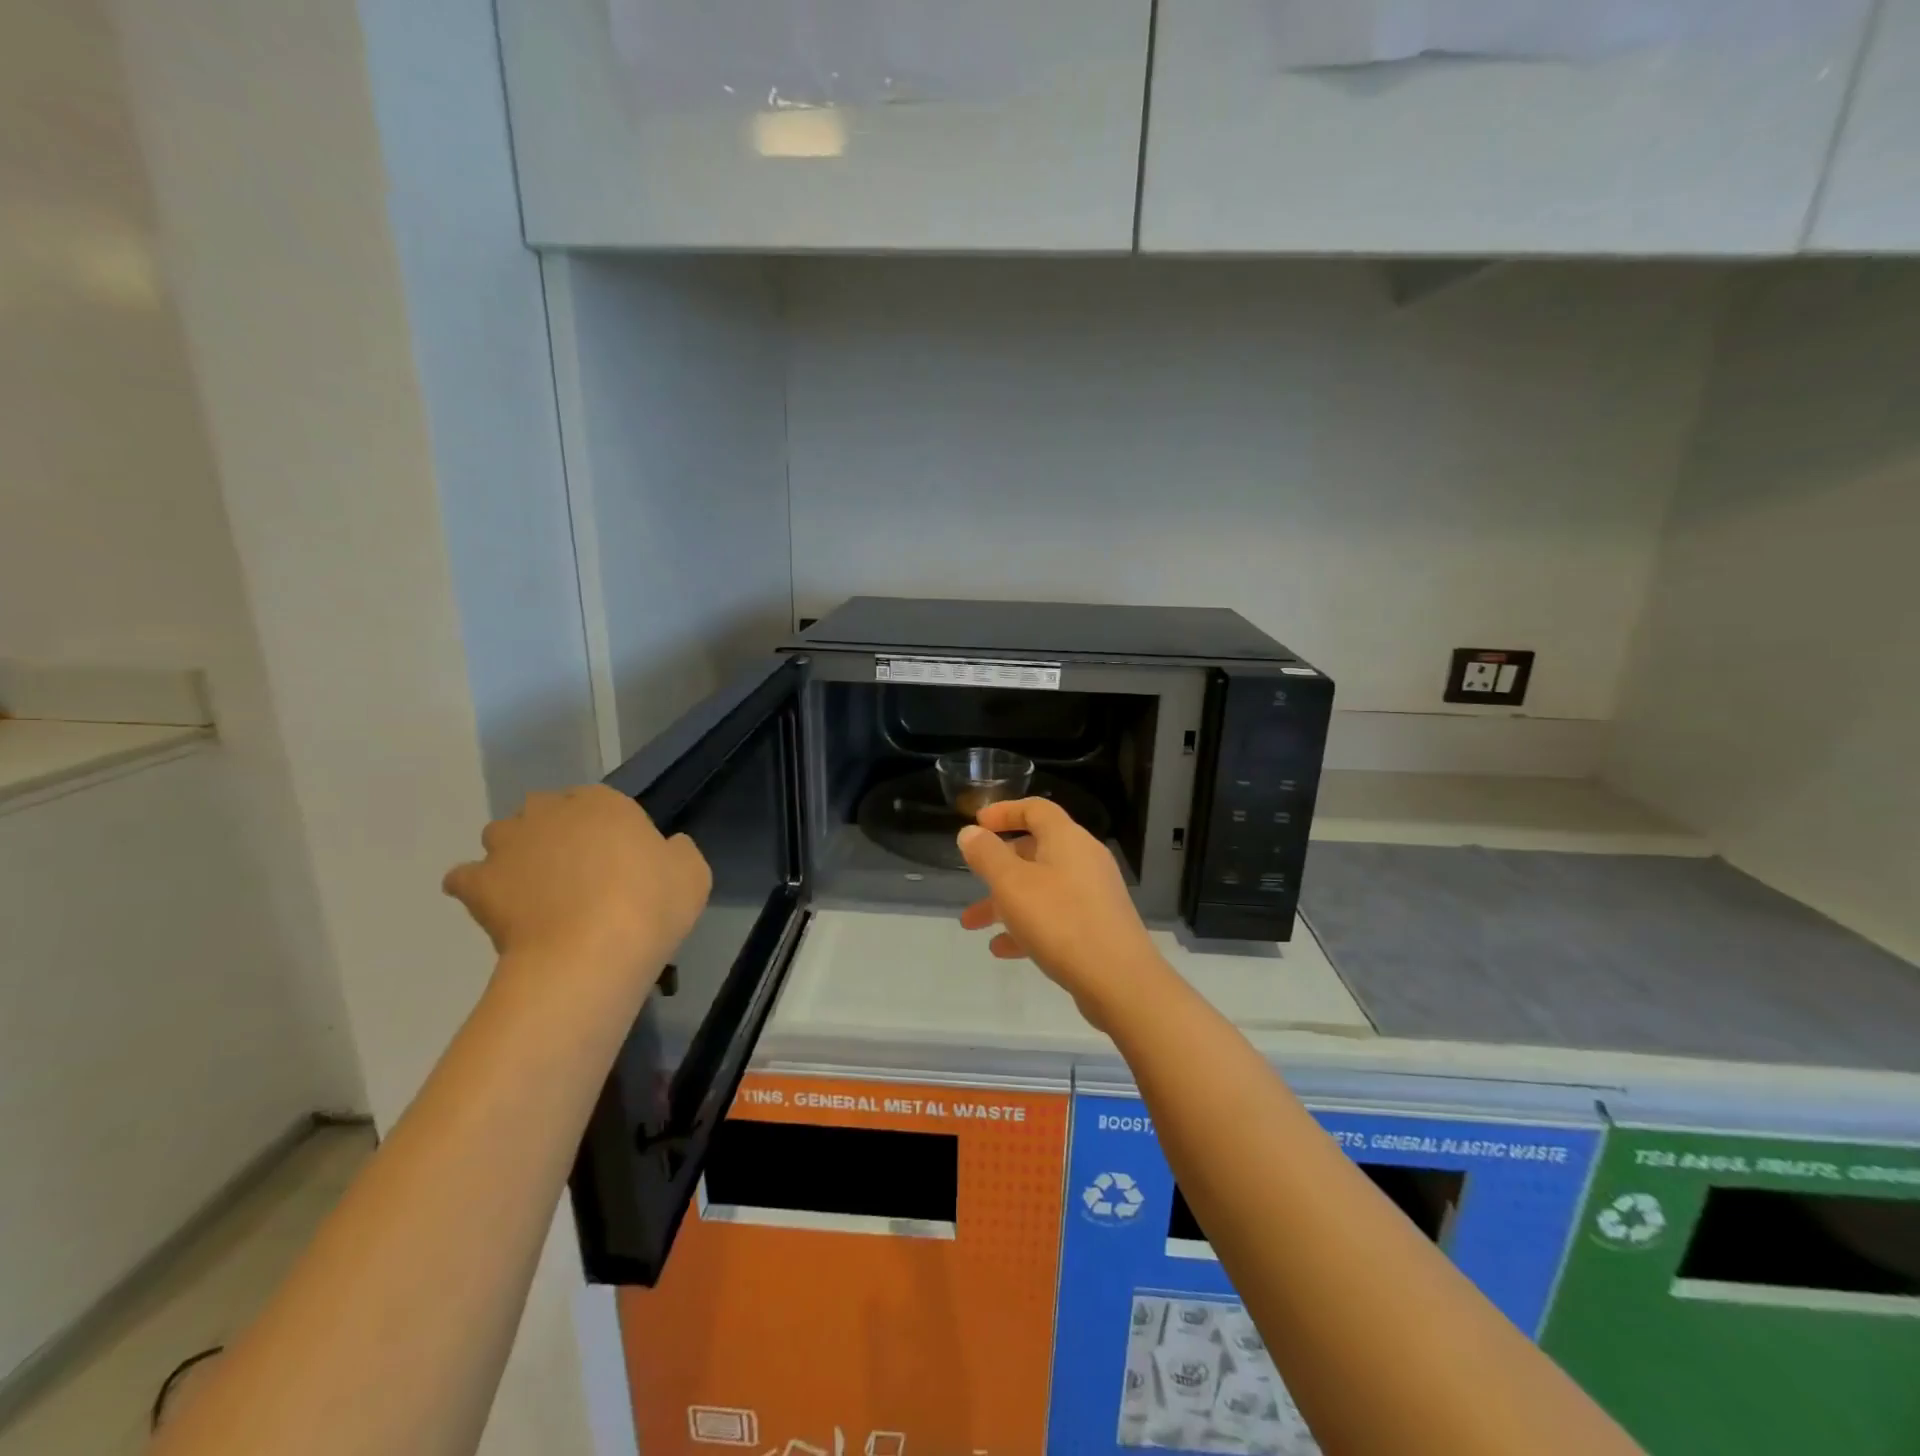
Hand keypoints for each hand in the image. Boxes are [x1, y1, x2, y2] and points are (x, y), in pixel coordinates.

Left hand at [444, 786, 710, 997]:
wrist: (591, 955)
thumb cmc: (650, 906)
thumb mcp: (692, 873)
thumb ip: (677, 852)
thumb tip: (665, 849)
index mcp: (604, 803)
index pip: (597, 800)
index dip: (605, 829)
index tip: (616, 859)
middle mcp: (551, 812)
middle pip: (545, 811)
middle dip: (554, 832)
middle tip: (576, 872)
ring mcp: (509, 845)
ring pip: (502, 836)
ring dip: (514, 854)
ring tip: (535, 890)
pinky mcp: (478, 883)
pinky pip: (466, 878)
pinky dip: (477, 888)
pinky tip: (498, 908)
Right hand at [956, 797, 1163, 1029]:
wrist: (1120, 980)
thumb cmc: (1060, 921)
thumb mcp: (1011, 884)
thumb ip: (986, 855)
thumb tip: (970, 832)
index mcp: (1067, 839)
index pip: (1035, 809)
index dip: (1004, 812)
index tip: (977, 823)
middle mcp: (1084, 859)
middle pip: (1036, 850)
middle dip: (998, 866)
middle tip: (971, 879)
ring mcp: (1094, 894)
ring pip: (1041, 887)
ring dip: (1005, 901)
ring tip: (972, 924)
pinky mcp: (1098, 926)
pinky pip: (1056, 916)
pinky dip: (1028, 925)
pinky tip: (1003, 950)